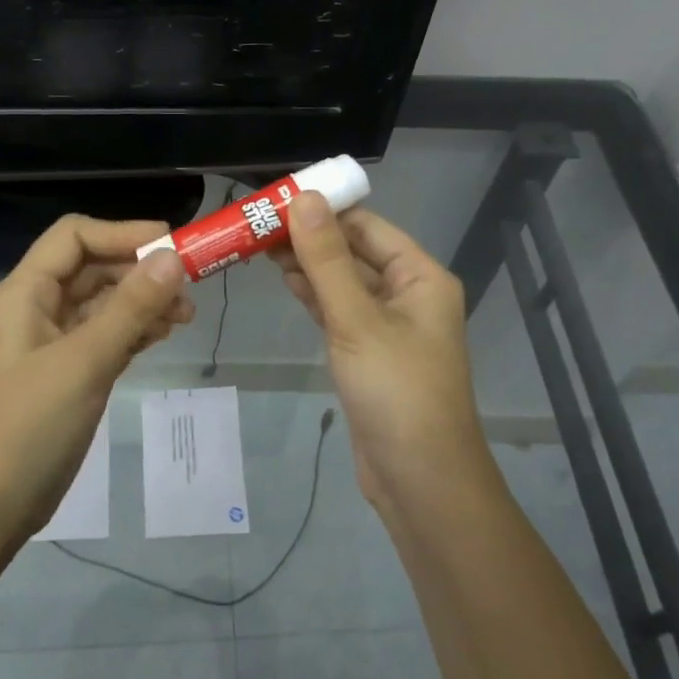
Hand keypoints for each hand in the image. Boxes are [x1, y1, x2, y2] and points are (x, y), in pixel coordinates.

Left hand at [0, 216, 193, 535]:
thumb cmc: (28, 426)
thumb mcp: (84, 361)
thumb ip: (130, 308)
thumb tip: (173, 258)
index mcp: (27, 292)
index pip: (76, 236)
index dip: (124, 233)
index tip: (173, 246)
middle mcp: (39, 307)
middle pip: (94, 266)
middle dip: (140, 270)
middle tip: (189, 289)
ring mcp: (55, 341)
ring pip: (105, 302)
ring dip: (144, 301)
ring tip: (184, 318)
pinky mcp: (71, 372)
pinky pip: (108, 335)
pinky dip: (136, 329)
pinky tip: (164, 335)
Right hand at [271, 193, 487, 508]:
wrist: (419, 480)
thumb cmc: (396, 391)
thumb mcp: (357, 319)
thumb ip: (327, 260)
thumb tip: (304, 198)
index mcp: (420, 277)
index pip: (368, 227)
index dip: (325, 210)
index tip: (276, 199)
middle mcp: (408, 295)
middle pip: (355, 252)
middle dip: (311, 237)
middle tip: (257, 224)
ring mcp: (389, 326)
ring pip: (344, 283)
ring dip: (309, 265)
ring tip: (260, 247)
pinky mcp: (369, 353)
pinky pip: (340, 312)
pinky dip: (314, 296)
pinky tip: (285, 281)